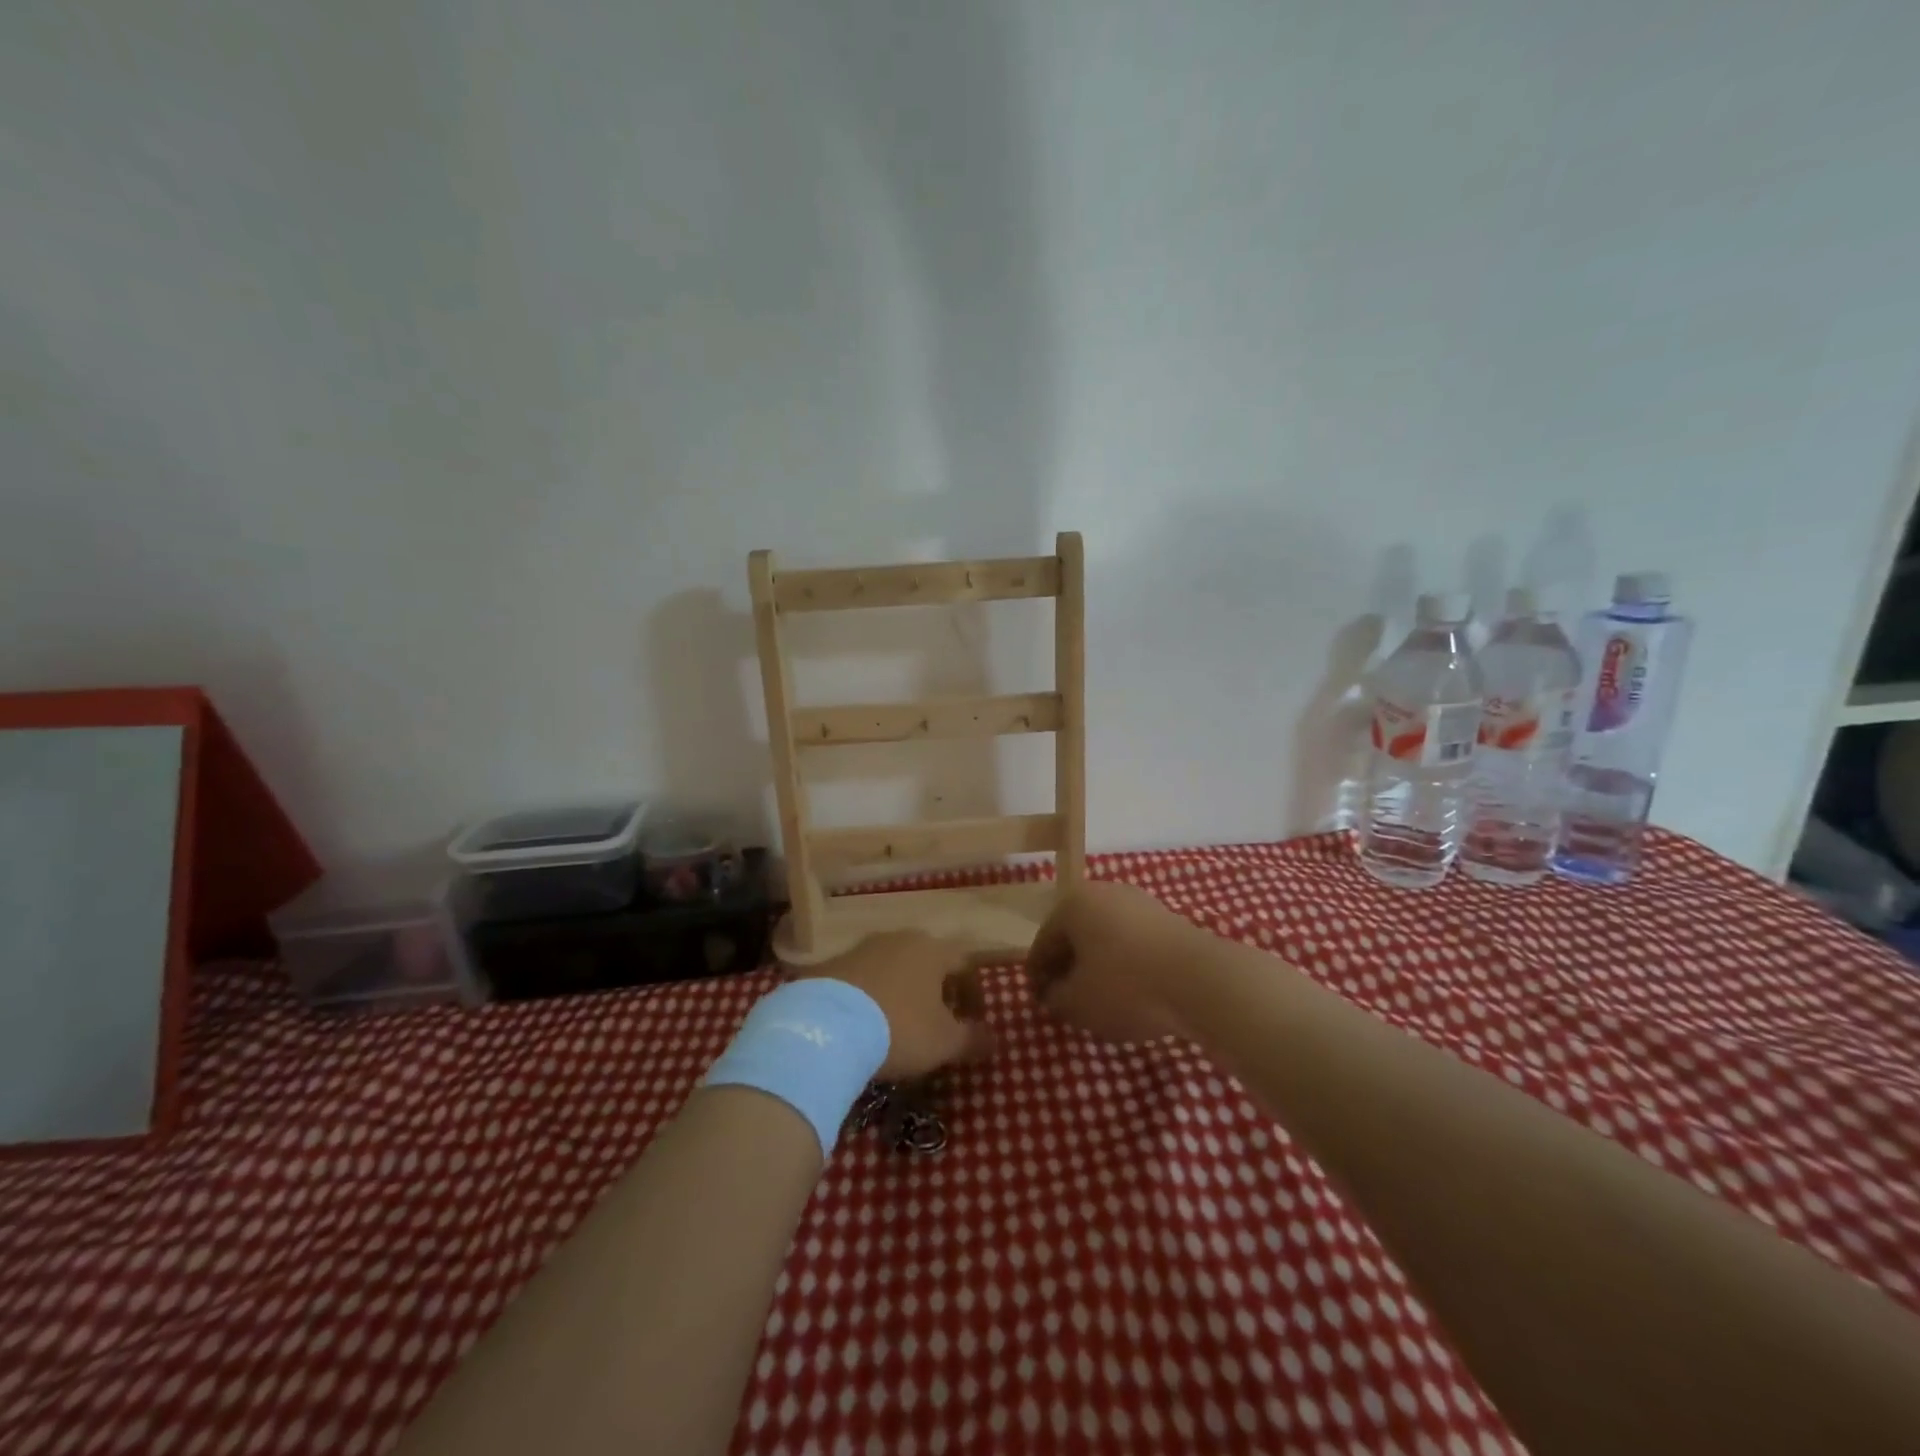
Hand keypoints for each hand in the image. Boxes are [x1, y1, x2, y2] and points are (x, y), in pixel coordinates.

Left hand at [796, 931, 992, 1080]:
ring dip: (901, 992)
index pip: (965, 963)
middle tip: (936, 1023)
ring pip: (892, 967)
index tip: (972, 1023)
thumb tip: (993, 1039)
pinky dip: (869, 998)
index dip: (974, 993)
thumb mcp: (944, 1042)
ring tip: (896, 1026)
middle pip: (927, 961)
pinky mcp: (831, 964)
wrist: (825, 1027)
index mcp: (932, 949)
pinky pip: (861, 979)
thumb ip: (972, 1039)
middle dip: (936, 990)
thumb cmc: (899, 1028)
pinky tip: (863, 1026)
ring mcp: (861, 948)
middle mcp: (899, 938)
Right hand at [1026, 881, 1206, 1043]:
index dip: (1038, 976)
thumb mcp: (1076, 1002)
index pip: (1044, 942)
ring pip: (1107, 938)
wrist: (1199, 980)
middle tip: (1068, 1001)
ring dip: (1100, 966)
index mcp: (1073, 903)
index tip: (1041, 1002)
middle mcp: (1104, 892)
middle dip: (1070, 968)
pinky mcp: (1169, 919)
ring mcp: (1140, 903)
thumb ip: (1055, 997)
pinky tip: (1135, 992)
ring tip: (1103, 1000)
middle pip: (1076, 935)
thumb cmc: (1125, 985)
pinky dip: (1127, 965)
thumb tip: (1054, 993)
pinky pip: (1134, 944)